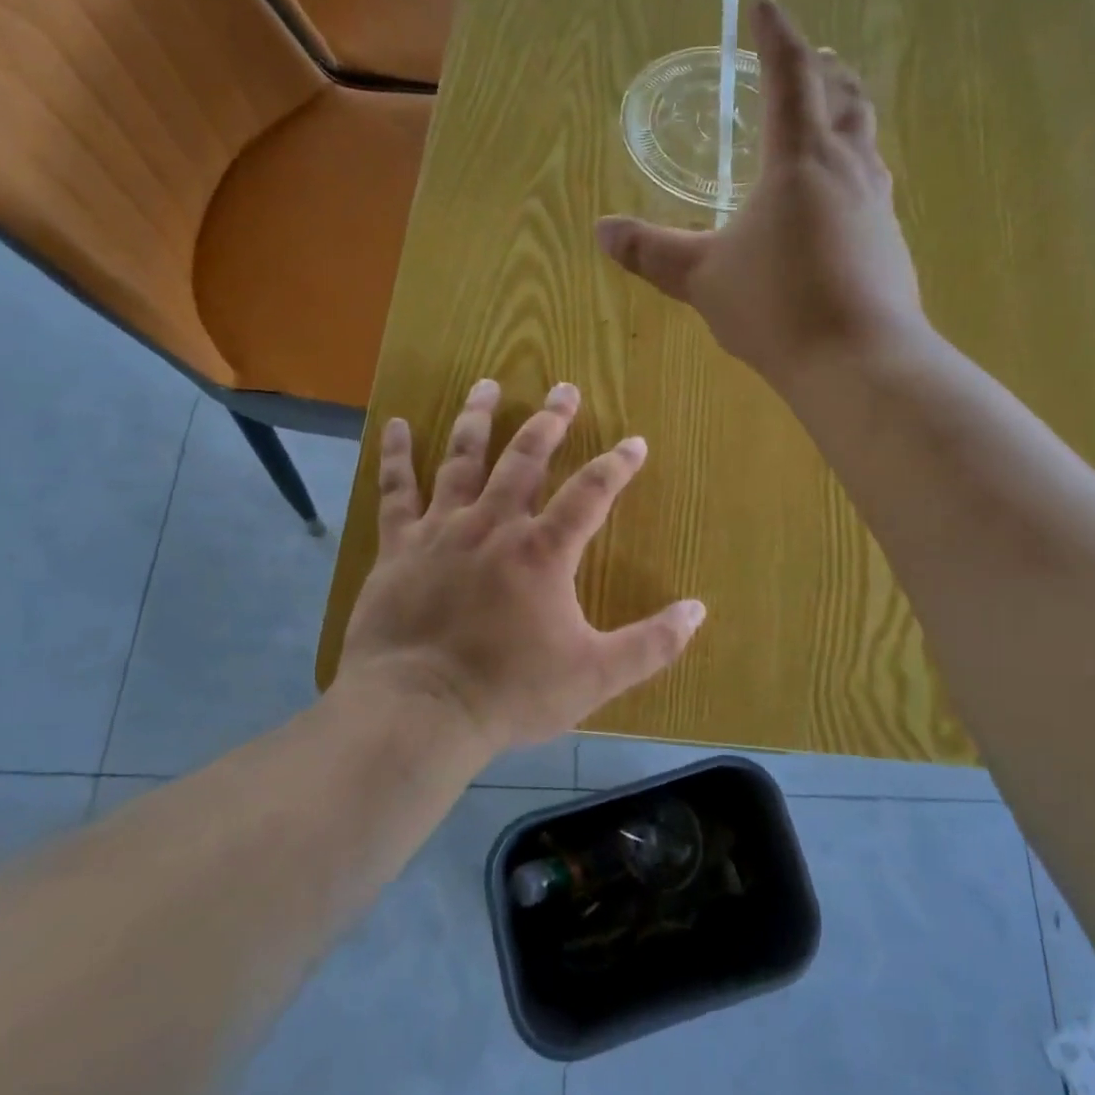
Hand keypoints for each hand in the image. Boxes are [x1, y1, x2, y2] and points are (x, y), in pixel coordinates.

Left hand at [337, 379, 706, 752]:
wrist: (418, 711)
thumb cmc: (509, 692)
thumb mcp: (594, 675)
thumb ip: (651, 643)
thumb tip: (698, 610)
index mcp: (543, 551)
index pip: (591, 493)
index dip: (617, 465)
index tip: (635, 442)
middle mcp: (493, 525)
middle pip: (525, 458)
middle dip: (550, 421)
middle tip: (563, 389)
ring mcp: (441, 530)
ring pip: (463, 459)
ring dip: (478, 418)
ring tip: (488, 384)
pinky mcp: (398, 546)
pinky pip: (396, 490)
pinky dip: (396, 455)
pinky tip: (398, 424)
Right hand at [597, 0, 929, 395]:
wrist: (859, 361)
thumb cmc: (776, 306)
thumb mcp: (702, 278)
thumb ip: (652, 252)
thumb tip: (602, 230)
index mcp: (798, 157)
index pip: (787, 72)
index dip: (773, 31)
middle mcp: (847, 168)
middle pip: (843, 97)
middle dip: (822, 69)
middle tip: (810, 57)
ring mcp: (878, 206)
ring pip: (866, 141)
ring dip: (847, 116)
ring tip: (831, 116)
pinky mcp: (891, 244)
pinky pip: (874, 187)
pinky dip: (855, 171)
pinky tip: (842, 201)